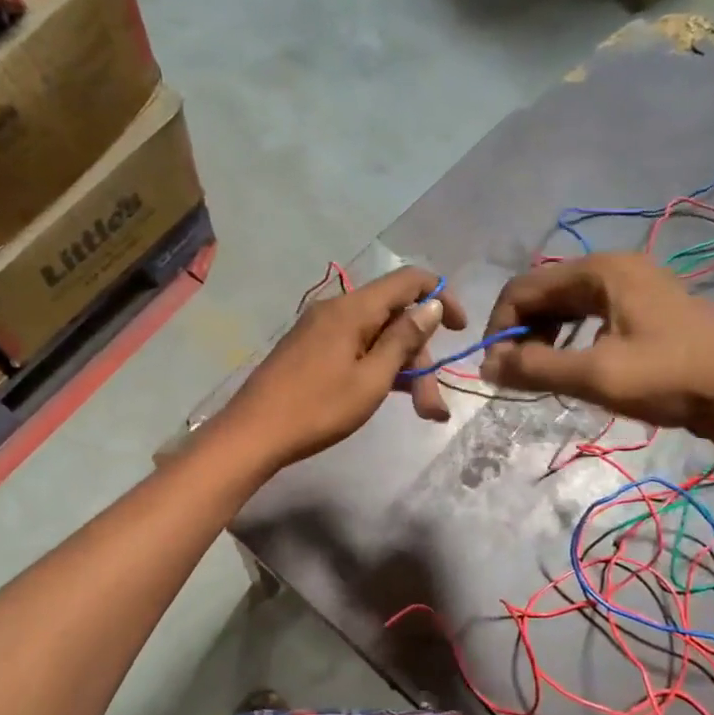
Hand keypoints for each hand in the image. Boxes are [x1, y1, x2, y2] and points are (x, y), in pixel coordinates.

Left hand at [220, 266, 467, 469]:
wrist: (253, 434)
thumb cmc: (318, 408)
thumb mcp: (372, 378)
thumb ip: (403, 339)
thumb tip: (432, 305)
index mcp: (353, 308)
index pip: (408, 280)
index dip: (441, 297)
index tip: (460, 330)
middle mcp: (337, 309)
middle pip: (394, 319)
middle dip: (422, 358)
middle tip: (433, 406)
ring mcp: (321, 330)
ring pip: (376, 338)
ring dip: (403, 370)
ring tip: (423, 413)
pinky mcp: (310, 350)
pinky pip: (355, 349)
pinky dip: (378, 369)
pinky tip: (391, 396)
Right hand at [479, 253, 713, 456]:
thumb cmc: (669, 379)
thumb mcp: (596, 375)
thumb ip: (535, 368)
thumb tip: (487, 367)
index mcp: (600, 270)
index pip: (523, 287)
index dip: (500, 327)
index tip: (497, 370)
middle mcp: (614, 266)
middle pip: (544, 292)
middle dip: (521, 331)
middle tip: (517, 375)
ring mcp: (634, 284)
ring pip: (567, 304)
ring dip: (544, 335)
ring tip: (542, 372)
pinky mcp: (647, 305)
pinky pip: (591, 313)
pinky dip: (570, 336)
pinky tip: (574, 363)